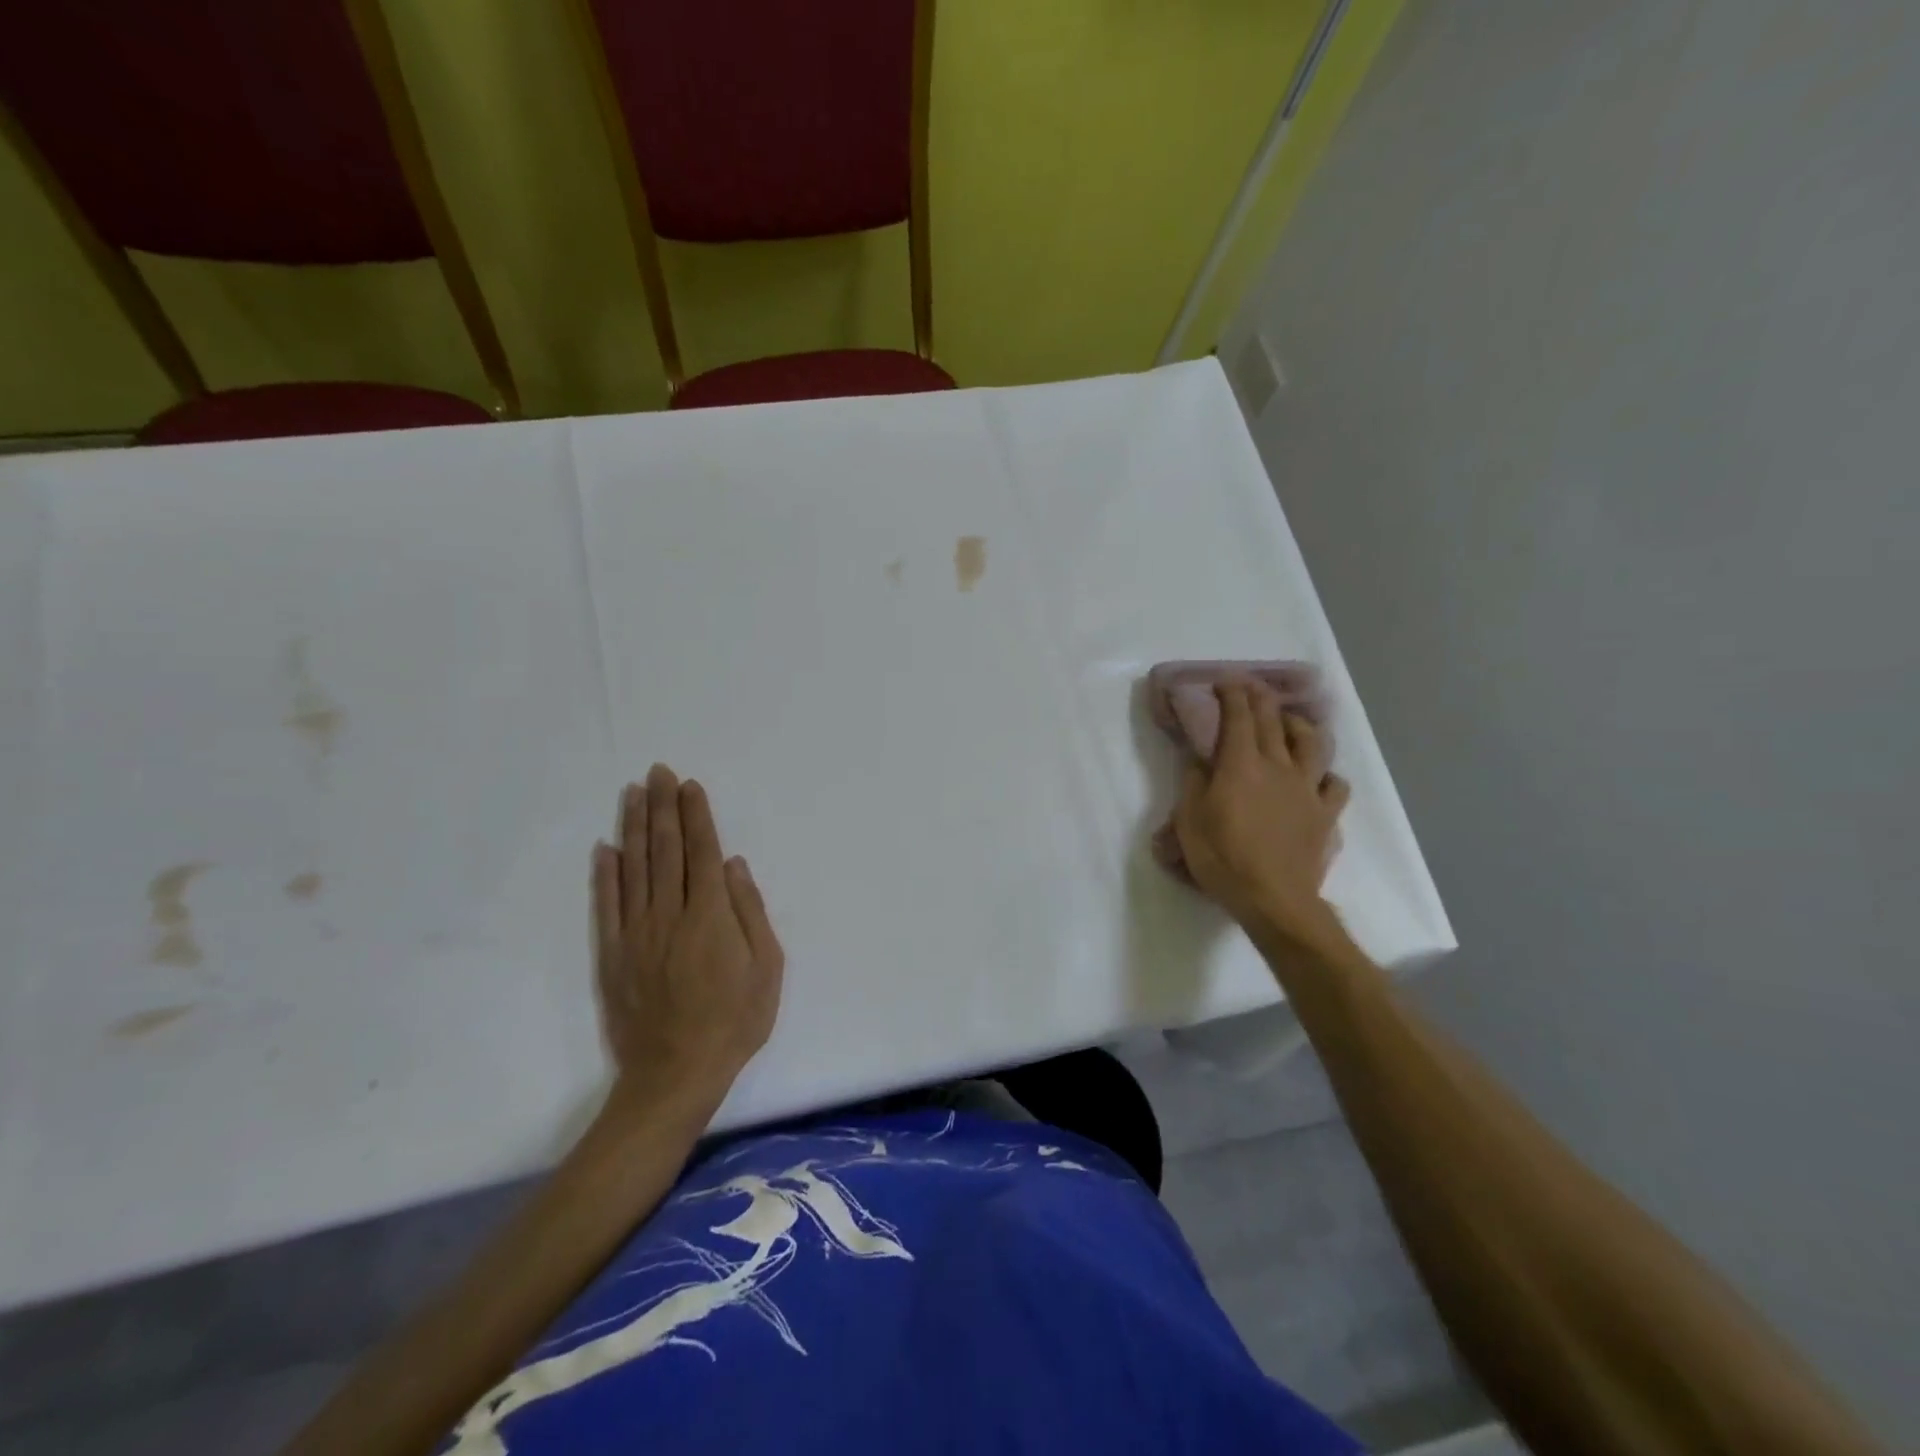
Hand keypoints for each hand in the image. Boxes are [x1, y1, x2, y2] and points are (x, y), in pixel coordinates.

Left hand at [592, 765, 783, 1109]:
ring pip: (633, 868)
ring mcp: (635, 933)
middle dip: (663, 807)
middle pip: (665, 849)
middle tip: (657, 772)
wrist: (675, 1075)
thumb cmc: (734, 1021)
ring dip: (633, 827)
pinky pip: (606, 905)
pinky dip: (604, 874)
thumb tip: (732, 865)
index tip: (689, 785)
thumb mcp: (767, 969)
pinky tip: (604, 848)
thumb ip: (750, 912)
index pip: (701, 851)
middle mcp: (669, 914)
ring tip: (633, 794)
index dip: (695, 816)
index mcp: (710, 916)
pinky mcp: (612, 955)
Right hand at [1172, 681, 1350, 945]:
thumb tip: (1198, 759)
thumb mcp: (1189, 820)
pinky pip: (1334, 785)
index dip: (1232, 693)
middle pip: (1274, 721)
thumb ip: (1193, 782)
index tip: (1225, 679)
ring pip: (1312, 743)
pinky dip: (1326, 775)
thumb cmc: (1223, 859)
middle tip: (1251, 686)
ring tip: (1290, 723)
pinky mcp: (1325, 813)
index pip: (1238, 716)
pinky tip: (1317, 779)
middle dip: (1261, 697)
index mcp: (1241, 765)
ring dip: (1299, 726)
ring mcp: (1307, 789)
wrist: (1274, 899)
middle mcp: (1278, 767)